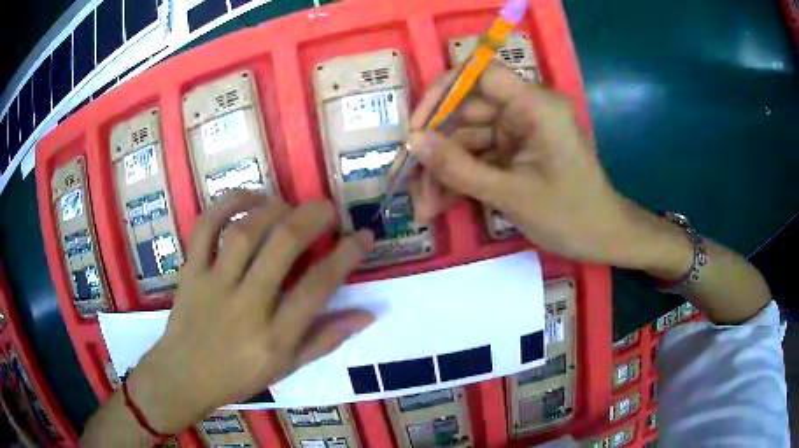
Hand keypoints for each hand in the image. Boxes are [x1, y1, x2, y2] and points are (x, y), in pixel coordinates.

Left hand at [127, 191, 374, 433]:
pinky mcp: (190, 272)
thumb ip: (327, 339)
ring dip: (273, 209)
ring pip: (244, 232)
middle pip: (282, 247)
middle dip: (312, 218)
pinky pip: (204, 229)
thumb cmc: (239, 377)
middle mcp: (246, 306)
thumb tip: (367, 313)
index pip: (318, 288)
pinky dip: (226, 205)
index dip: (346, 255)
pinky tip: (248, 199)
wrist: (184, 377)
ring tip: (289, 206)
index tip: (363, 235)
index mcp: (275, 337)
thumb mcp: (288, 367)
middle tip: (328, 208)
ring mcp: (213, 285)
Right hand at [408, 63, 669, 269]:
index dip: (443, 92)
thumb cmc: (569, 215)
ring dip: (444, 172)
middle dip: (437, 150)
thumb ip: (459, 167)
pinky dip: (460, 180)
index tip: (417, 125)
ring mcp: (519, 133)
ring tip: (423, 207)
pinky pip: (479, 158)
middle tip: (410, 182)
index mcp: (534, 105)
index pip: (480, 73)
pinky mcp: (516, 153)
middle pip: (467, 113)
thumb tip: (413, 141)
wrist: (603, 239)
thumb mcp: (510, 194)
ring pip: (468, 140)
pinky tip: (439, 205)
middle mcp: (525, 110)